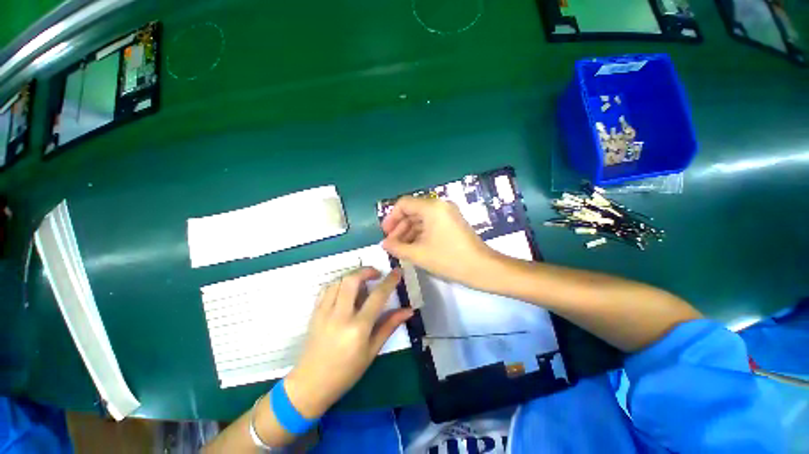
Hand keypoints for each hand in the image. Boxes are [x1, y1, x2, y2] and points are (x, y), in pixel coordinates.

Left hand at [283, 268, 412, 417]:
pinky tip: (345, 290)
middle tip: (376, 274)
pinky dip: (339, 283)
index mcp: (358, 328)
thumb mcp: (372, 351)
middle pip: (352, 280)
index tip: (397, 272)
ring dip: (353, 276)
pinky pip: (326, 289)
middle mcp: (340, 315)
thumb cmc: (346, 372)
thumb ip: (389, 326)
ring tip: (362, 282)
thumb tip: (408, 311)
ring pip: (338, 281)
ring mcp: (324, 312)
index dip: (389, 281)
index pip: (377, 296)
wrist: (311, 384)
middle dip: (366, 270)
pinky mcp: (314, 312)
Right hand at [381, 197, 498, 286]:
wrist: (483, 268)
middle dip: (399, 227)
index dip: (391, 218)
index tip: (385, 234)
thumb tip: (383, 244)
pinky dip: (420, 233)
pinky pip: (431, 224)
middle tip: (392, 244)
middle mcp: (440, 205)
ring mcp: (448, 213)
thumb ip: (397, 247)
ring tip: (400, 248)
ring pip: (421, 218)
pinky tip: (413, 247)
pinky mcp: (452, 222)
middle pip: (412, 211)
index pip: (404, 204)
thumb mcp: (419, 254)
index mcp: (431, 207)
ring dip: (409, 232)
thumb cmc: (449, 259)